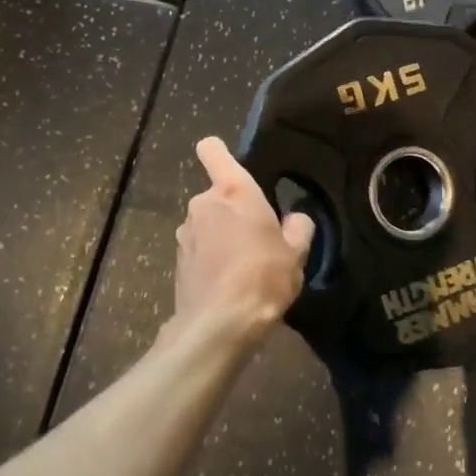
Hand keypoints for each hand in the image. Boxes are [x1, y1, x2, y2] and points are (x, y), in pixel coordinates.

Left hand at [172, 136, 315, 339]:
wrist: (219, 324)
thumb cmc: (263, 277)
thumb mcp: (296, 253)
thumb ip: (298, 228)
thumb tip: (295, 220)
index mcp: (233, 192)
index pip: (213, 151)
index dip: (219, 152)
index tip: (231, 165)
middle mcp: (203, 204)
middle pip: (217, 196)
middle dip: (233, 212)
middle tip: (258, 240)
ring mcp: (185, 233)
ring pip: (207, 224)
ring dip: (221, 237)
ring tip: (244, 267)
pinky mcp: (177, 262)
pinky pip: (198, 250)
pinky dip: (210, 259)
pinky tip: (227, 284)